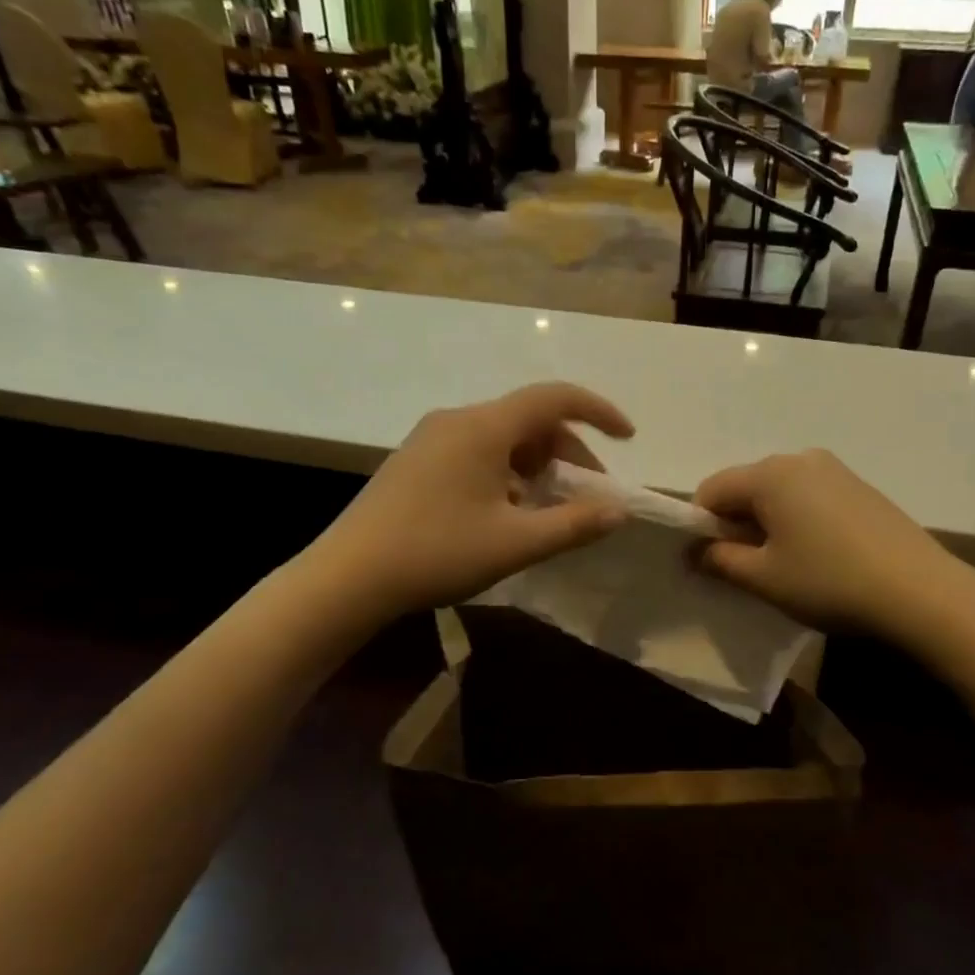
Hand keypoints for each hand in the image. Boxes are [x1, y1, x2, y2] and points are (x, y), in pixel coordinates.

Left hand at [317, 383, 633, 617]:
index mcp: (483, 427)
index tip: (627, 437)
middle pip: (530, 421)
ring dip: (537, 467)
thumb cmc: (436, 553)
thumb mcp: (515, 543)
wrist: (347, 577)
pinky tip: (505, 514)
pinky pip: (477, 452)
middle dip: (568, 453)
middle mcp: (458, 420)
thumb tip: (618, 511)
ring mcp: (432, 438)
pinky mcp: (416, 460)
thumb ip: (574, 524)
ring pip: (503, 439)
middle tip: (588, 497)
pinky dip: (507, 474)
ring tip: (547, 512)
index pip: (555, 398)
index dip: (598, 411)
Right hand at [695, 449, 967, 638]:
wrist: (922, 593)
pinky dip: (798, 522)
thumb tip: (694, 552)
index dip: (700, 526)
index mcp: (770, 473)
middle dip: (734, 525)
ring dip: (767, 524)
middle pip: (746, 487)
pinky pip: (810, 498)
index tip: (708, 564)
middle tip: (746, 570)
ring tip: (785, 566)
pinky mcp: (861, 488)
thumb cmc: (829, 582)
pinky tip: (818, 557)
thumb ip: (718, 560)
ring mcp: (836, 471)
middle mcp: (800, 459)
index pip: (711, 490)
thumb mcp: (763, 578)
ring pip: (779, 493)